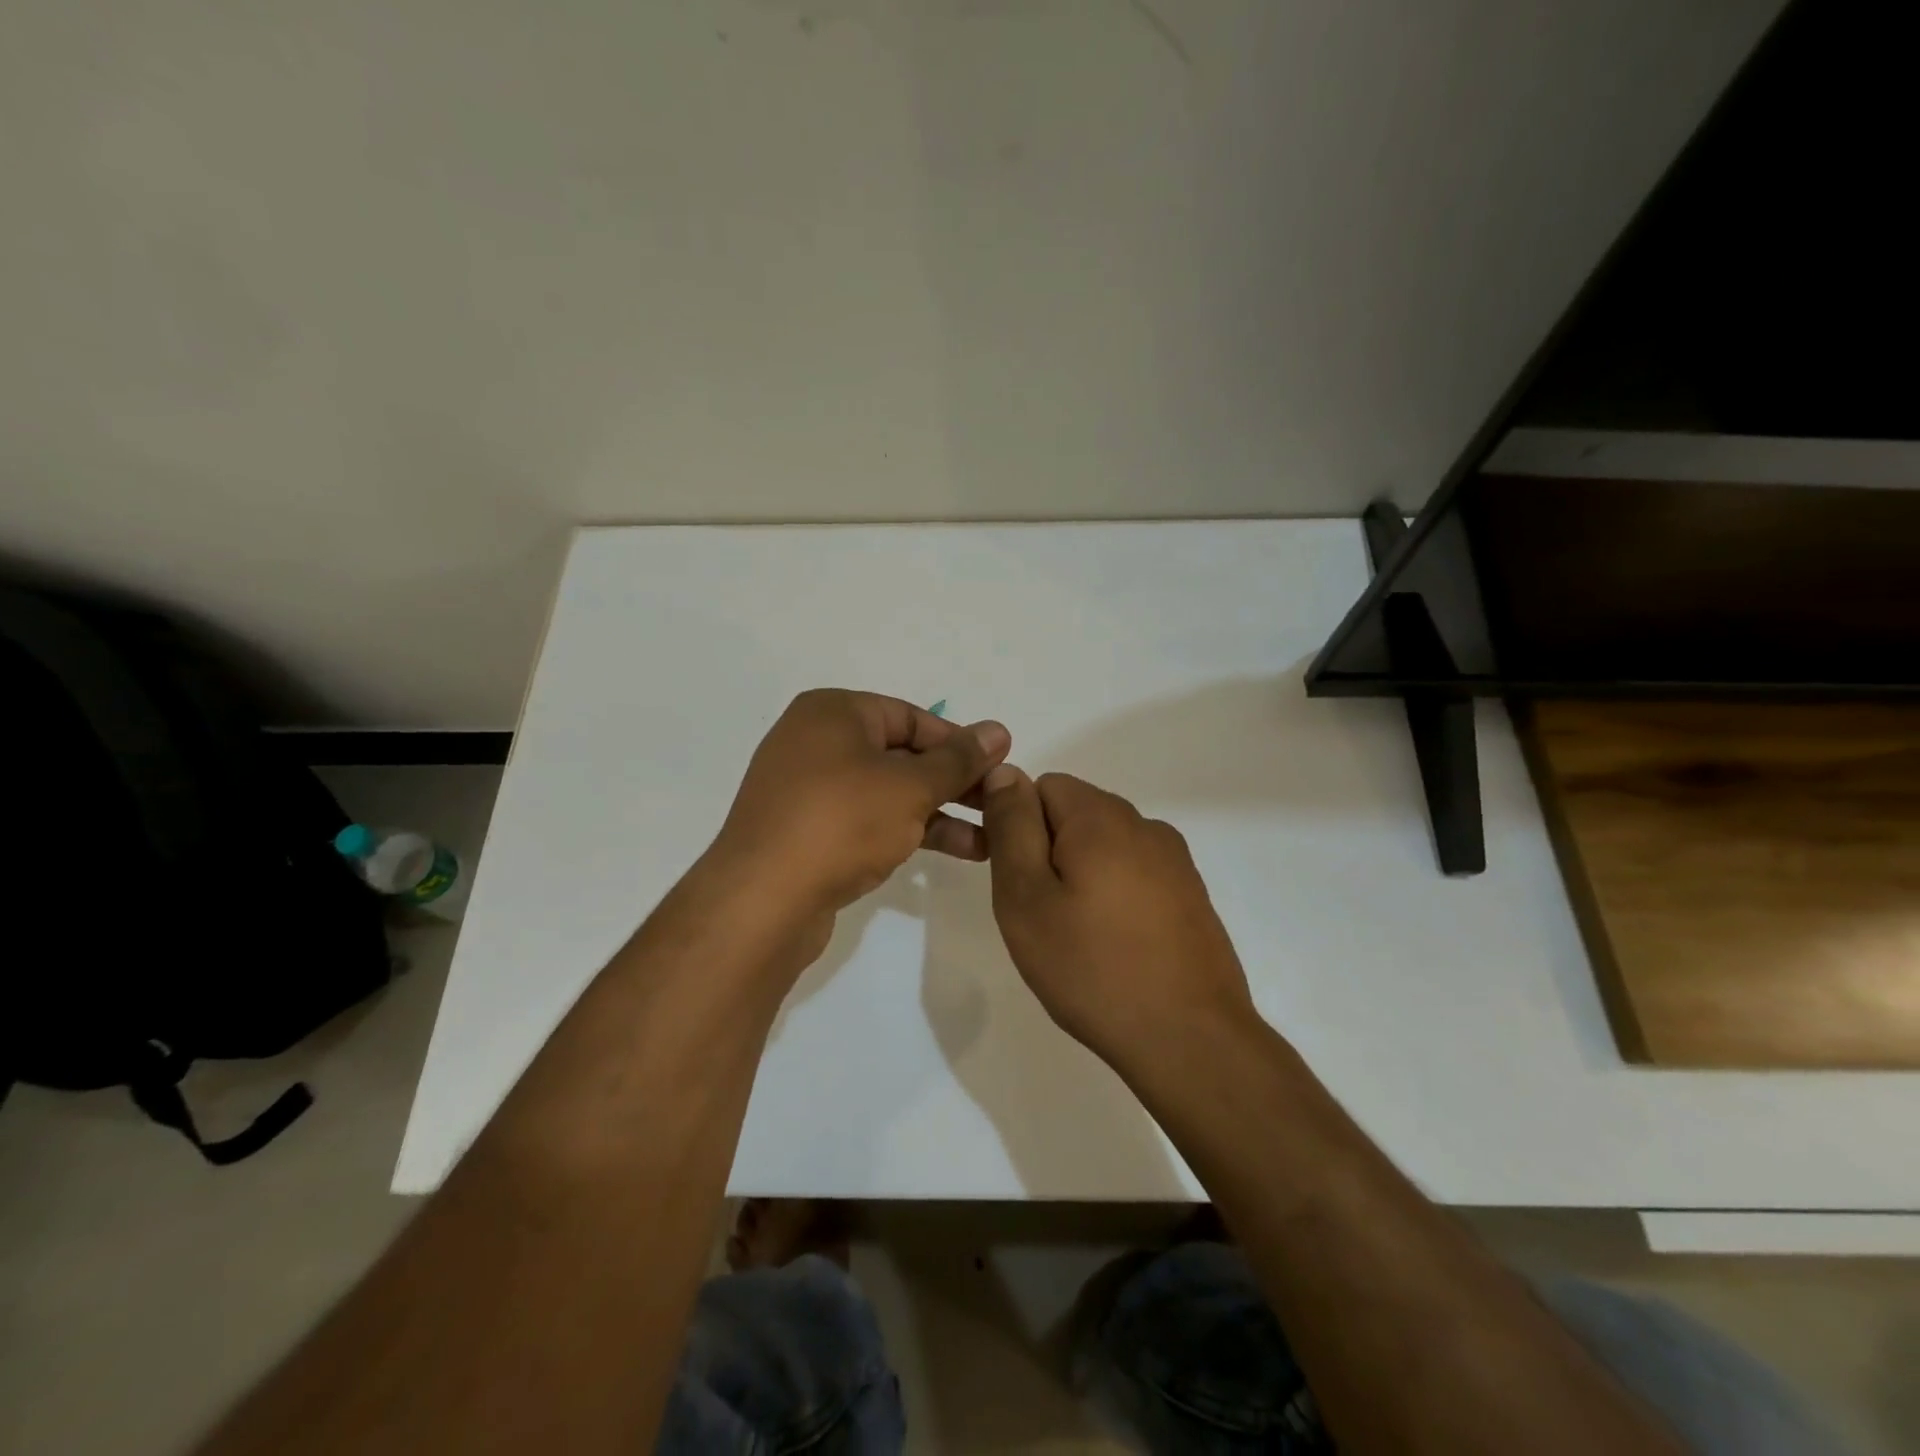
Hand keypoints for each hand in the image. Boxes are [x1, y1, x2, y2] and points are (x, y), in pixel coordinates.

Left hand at [714, 689, 1010, 926]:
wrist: (762, 901)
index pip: (910, 717)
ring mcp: (808, 791)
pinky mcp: (808, 834)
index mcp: (832, 713)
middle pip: (900, 755)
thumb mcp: (910, 786)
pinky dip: (907, 831)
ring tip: (990, 840)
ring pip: (887, 793)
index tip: (998, 768)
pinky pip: (868, 822)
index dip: (958, 743)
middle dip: (953, 783)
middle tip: (998, 805)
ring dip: (939, 813)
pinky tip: (953, 852)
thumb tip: (998, 730)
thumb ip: (958, 760)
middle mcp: (816, 743)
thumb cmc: (841, 822)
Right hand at [981, 768, 1256, 1074]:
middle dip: (1049, 852)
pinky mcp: (1191, 895)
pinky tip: (1115, 947)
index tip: (1017, 881)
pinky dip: (1114, 896)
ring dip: (1081, 875)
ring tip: (1078, 937)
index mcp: (1102, 816)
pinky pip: (1135, 874)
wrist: (1189, 1039)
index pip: (1042, 786)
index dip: (1017, 826)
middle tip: (1042, 915)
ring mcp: (1175, 861)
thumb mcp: (1026, 896)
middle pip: (1075, 813)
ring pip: (1105, 846)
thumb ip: (1011, 827)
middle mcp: (1144, 825)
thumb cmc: (1091, 967)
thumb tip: (1004, 772)